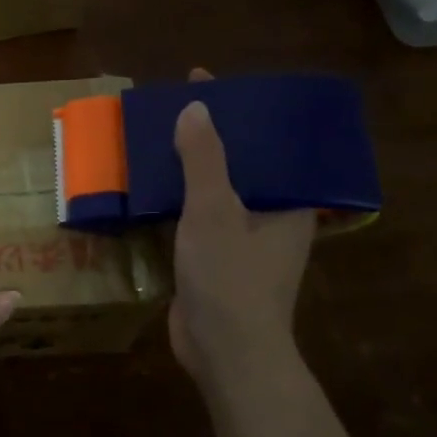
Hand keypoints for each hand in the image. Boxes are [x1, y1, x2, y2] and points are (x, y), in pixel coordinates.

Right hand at [169, 68, 315, 388]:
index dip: (240, 111)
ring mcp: (242, 243)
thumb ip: (204, 160)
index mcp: (288, 204)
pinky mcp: (214, 262)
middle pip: (239, 165)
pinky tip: (148, 186)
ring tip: (155, 138)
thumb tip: (196, 108)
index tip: (208, 83)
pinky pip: (195, 218)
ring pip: (214, 192)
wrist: (225, 354)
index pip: (267, 143)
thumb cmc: (231, 279)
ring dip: (187, 169)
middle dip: (209, 136)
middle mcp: (270, 219)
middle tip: (174, 107)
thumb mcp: (215, 211)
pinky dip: (175, 200)